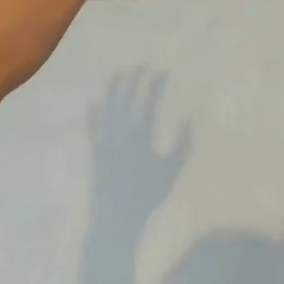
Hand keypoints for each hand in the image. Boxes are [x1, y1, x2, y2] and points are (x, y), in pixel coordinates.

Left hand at [89, 68, 192, 231]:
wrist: (115, 218)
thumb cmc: (147, 195)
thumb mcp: (171, 169)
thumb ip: (182, 142)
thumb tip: (190, 117)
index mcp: (140, 134)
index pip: (148, 100)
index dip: (155, 84)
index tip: (162, 71)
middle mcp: (120, 131)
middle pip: (126, 97)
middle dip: (135, 78)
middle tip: (142, 66)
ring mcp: (105, 139)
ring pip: (108, 106)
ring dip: (114, 88)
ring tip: (120, 73)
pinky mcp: (96, 150)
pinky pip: (93, 125)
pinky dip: (94, 112)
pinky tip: (94, 101)